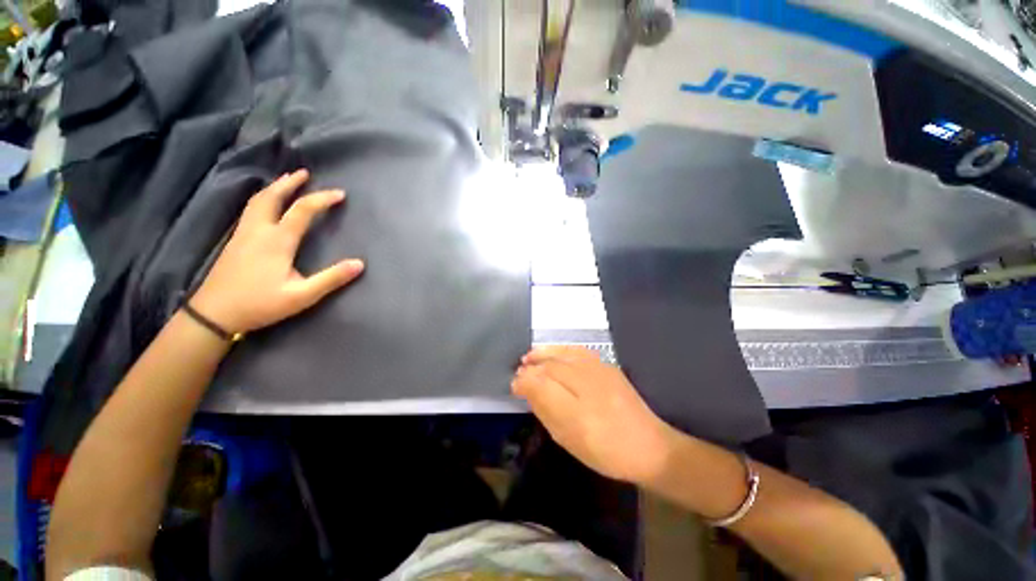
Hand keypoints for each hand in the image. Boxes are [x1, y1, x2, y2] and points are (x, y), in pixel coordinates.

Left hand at [191, 169, 364, 332]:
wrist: (213, 313)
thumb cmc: (260, 304)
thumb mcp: (301, 296)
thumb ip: (331, 279)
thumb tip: (359, 264)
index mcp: (277, 241)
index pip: (302, 210)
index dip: (322, 199)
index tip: (340, 194)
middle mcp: (258, 230)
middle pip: (271, 197)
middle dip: (289, 183)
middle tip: (304, 173)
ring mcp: (243, 234)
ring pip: (256, 201)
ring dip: (274, 188)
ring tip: (287, 181)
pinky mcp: (235, 241)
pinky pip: (250, 209)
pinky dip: (262, 198)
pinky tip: (267, 205)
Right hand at [512, 346, 675, 483]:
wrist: (649, 447)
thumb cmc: (604, 451)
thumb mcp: (568, 439)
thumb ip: (545, 410)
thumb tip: (526, 388)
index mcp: (576, 411)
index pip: (541, 385)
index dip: (524, 381)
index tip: (514, 385)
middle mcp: (587, 385)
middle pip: (551, 367)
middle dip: (531, 367)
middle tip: (519, 371)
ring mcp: (600, 371)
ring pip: (563, 354)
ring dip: (543, 354)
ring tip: (529, 357)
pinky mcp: (608, 366)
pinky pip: (578, 351)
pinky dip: (561, 349)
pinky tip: (554, 352)